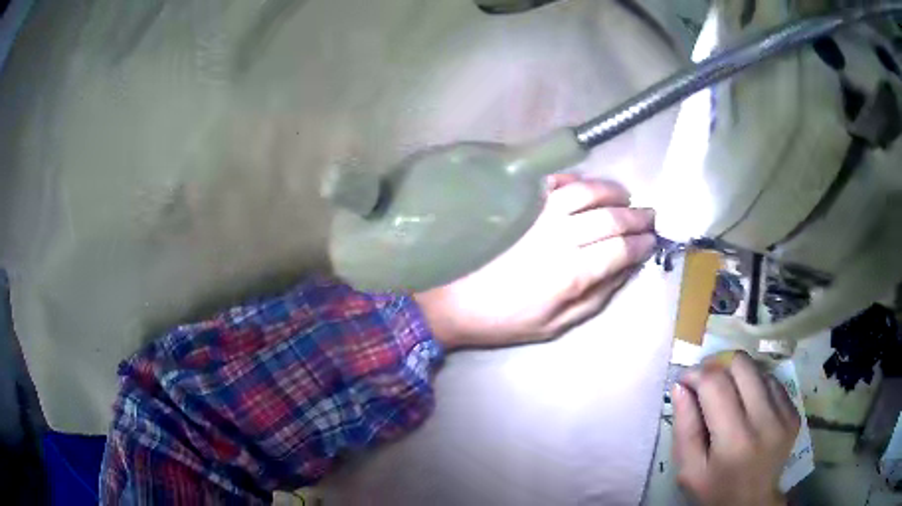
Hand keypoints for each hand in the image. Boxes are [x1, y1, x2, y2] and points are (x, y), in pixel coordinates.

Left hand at [414, 174, 655, 349]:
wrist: (452, 301)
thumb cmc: (504, 320)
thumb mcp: (555, 325)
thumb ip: (595, 297)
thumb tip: (625, 271)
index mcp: (571, 273)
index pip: (621, 249)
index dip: (642, 243)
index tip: (653, 241)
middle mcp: (560, 236)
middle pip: (610, 217)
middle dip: (637, 216)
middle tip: (650, 216)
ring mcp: (538, 214)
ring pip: (587, 192)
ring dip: (613, 192)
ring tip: (625, 197)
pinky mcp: (519, 203)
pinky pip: (554, 182)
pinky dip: (576, 180)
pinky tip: (586, 186)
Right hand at [672, 352, 801, 505]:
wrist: (752, 502)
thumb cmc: (715, 490)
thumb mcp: (689, 470)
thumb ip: (684, 428)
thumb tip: (680, 386)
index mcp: (734, 440)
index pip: (716, 384)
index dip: (696, 374)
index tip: (685, 380)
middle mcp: (765, 421)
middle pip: (741, 365)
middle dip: (717, 364)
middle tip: (705, 379)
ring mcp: (784, 415)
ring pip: (757, 369)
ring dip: (737, 375)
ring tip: (727, 393)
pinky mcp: (794, 412)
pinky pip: (772, 381)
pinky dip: (755, 384)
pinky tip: (747, 402)